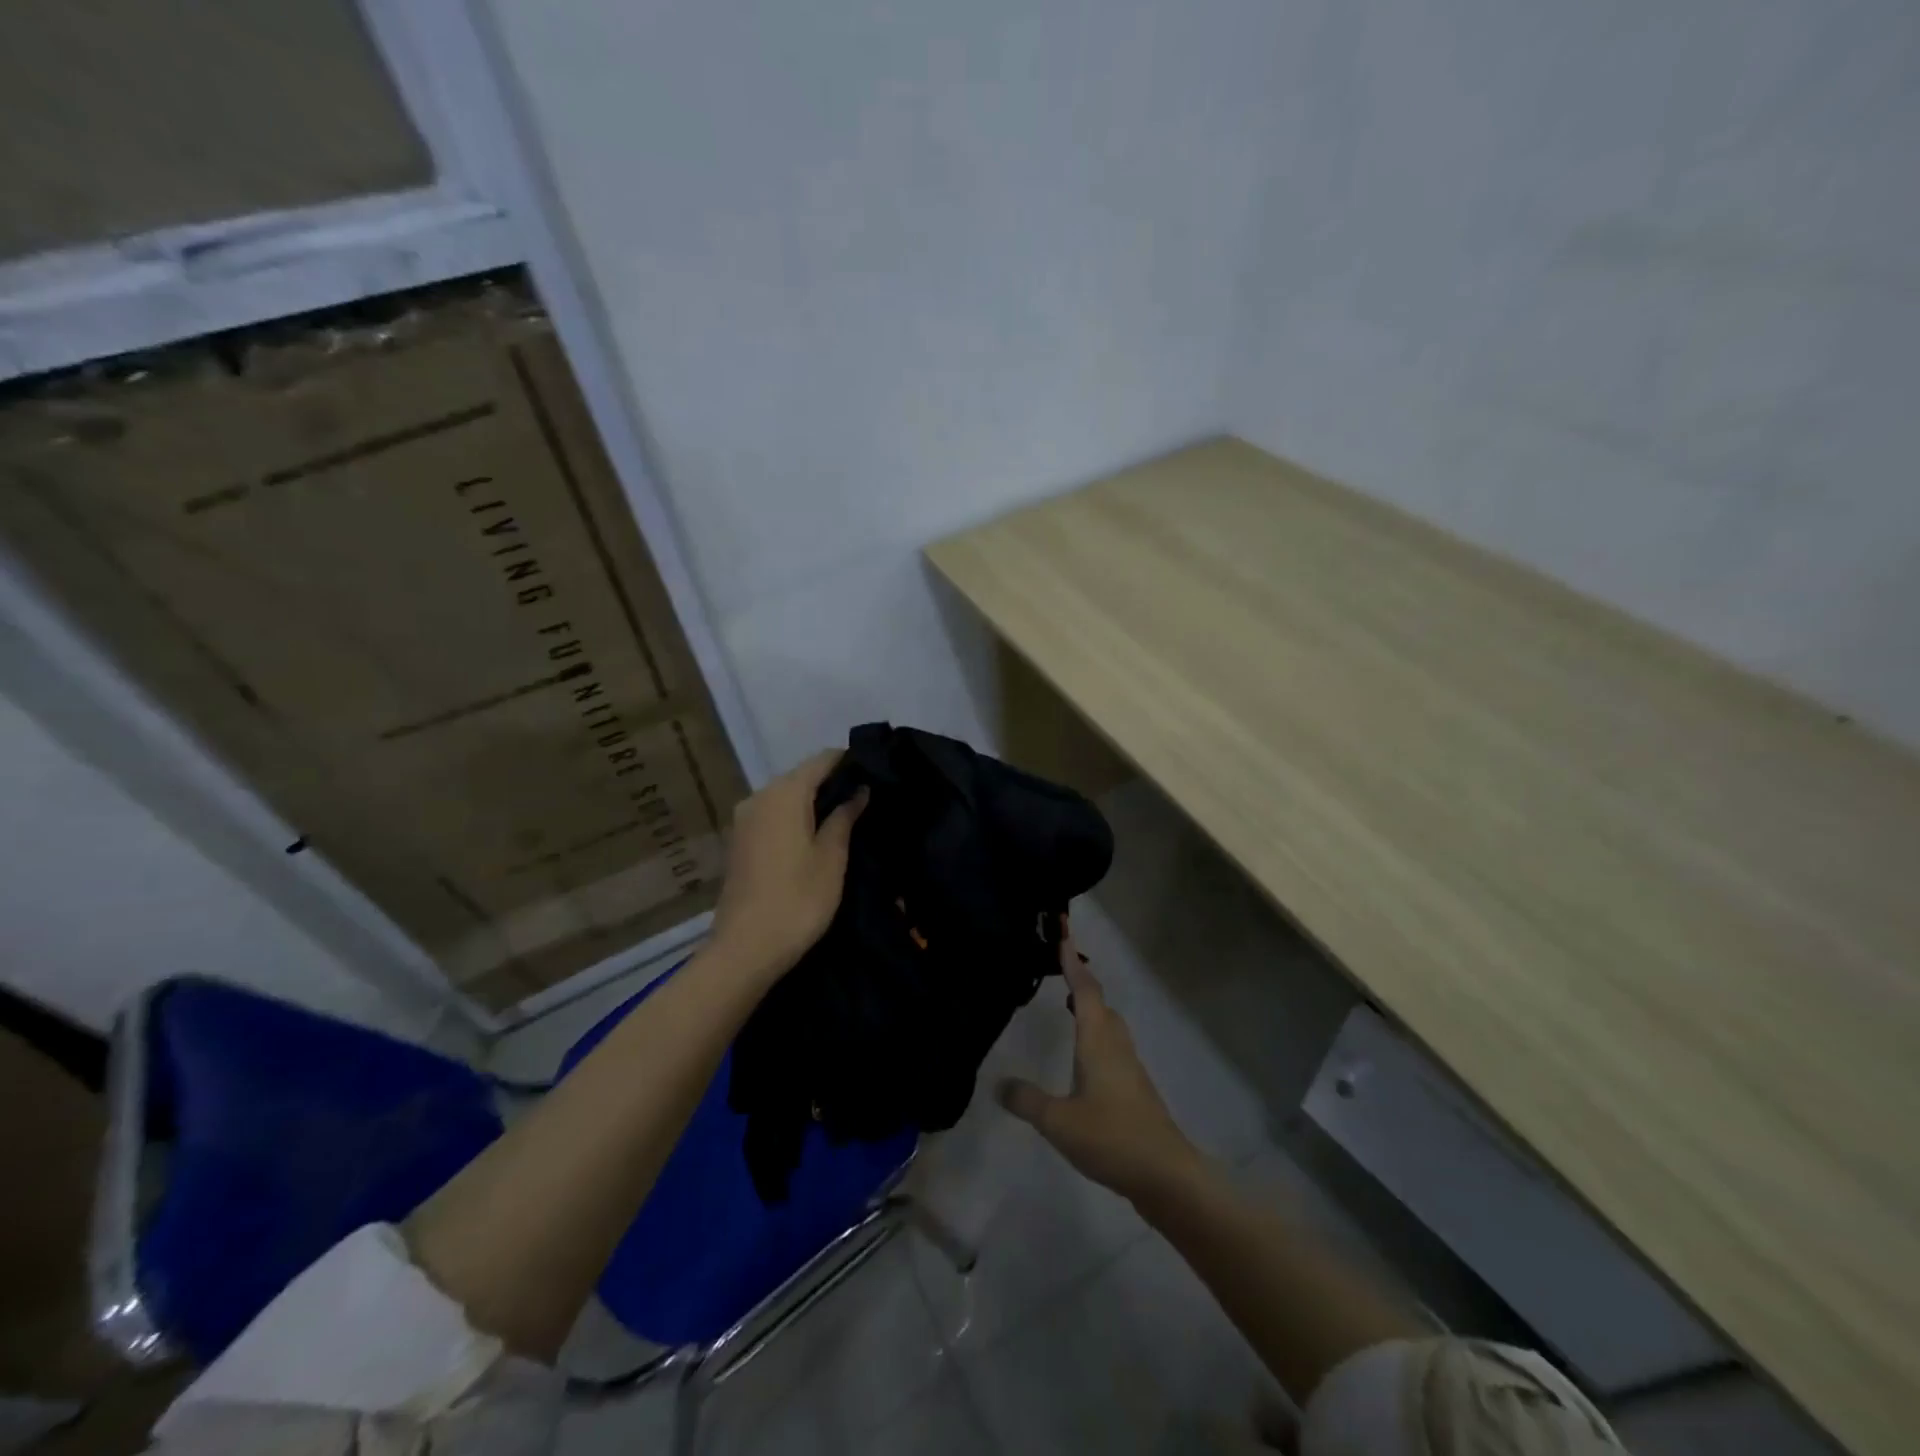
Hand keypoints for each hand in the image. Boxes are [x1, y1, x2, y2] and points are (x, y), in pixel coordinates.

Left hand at [707, 749, 866, 986]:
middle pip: (801, 776)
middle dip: (832, 782)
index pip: (822, 760)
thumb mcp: (832, 857)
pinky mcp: (739, 840)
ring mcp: (744, 819)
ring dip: (814, 801)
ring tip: (847, 816)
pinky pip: (773, 815)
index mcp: (784, 793)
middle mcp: (759, 796)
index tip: (875, 771)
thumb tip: (859, 790)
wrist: (746, 948)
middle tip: (866, 797)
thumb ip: (845, 817)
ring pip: (786, 796)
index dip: (849, 761)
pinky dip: (795, 817)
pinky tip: (816, 834)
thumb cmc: (799, 899)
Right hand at [998, 920, 1201, 1202]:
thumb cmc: (1111, 1137)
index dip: (1073, 964)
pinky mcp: (1135, 1091)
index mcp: (1097, 1040)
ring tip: (1069, 1008)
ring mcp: (1129, 1069)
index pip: (1085, 990)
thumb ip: (1027, 1100)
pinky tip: (1084, 1061)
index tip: (1063, 937)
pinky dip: (1096, 1038)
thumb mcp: (1058, 1121)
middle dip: (1082, 984)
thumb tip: (1000, 1084)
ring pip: (1109, 1027)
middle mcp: (1116, 1046)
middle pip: (1101, 1004)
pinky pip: (1112, 1049)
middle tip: (1061, 972)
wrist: (1166, 1175)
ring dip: (1091, 1011)